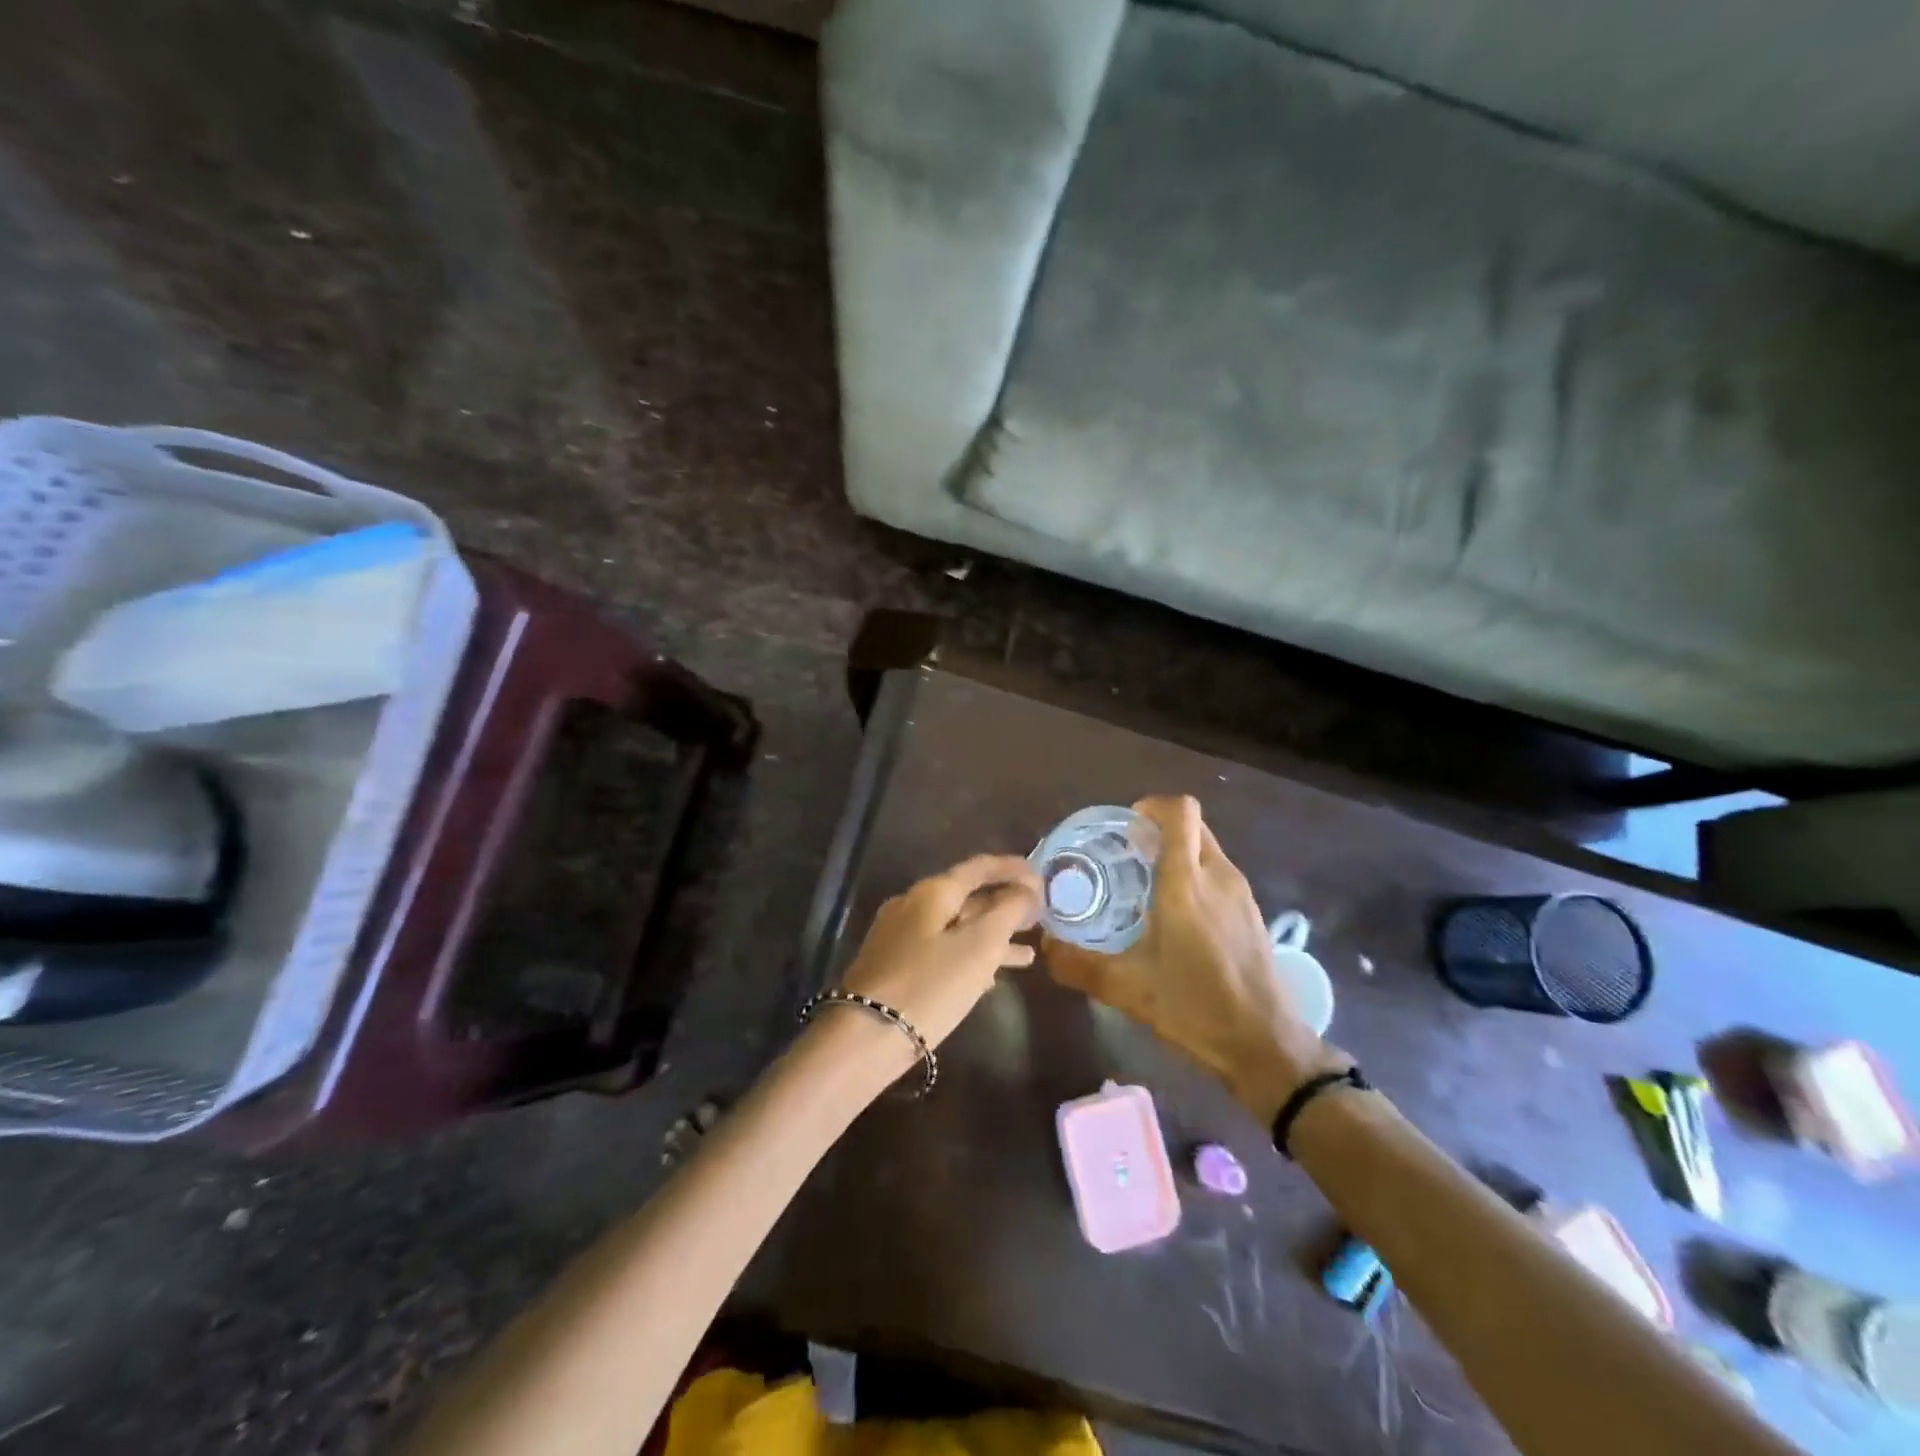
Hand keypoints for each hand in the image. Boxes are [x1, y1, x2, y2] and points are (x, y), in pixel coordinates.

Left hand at [828, 854, 1042, 1075]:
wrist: (864, 1039)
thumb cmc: (929, 986)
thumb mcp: (979, 947)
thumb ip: (1008, 912)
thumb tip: (1027, 890)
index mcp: (932, 892)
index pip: (979, 867)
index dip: (1013, 869)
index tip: (1042, 877)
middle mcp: (912, 906)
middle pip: (967, 897)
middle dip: (1005, 906)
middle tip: (1039, 918)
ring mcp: (900, 937)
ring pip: (956, 928)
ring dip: (992, 937)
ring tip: (1027, 954)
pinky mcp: (895, 968)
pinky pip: (942, 951)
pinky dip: (970, 958)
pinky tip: (991, 979)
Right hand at [1045, 796, 1339, 1121]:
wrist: (1268, 1047)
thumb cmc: (1197, 1009)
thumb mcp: (1128, 990)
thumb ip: (1079, 964)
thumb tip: (1045, 945)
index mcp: (1186, 883)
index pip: (1179, 812)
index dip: (1152, 806)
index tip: (1125, 829)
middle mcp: (1218, 876)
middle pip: (1192, 825)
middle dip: (1159, 830)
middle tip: (1126, 857)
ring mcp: (1241, 893)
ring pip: (1207, 849)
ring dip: (1178, 854)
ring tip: (1145, 888)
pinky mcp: (1253, 913)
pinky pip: (1219, 874)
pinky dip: (1195, 877)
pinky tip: (1177, 918)